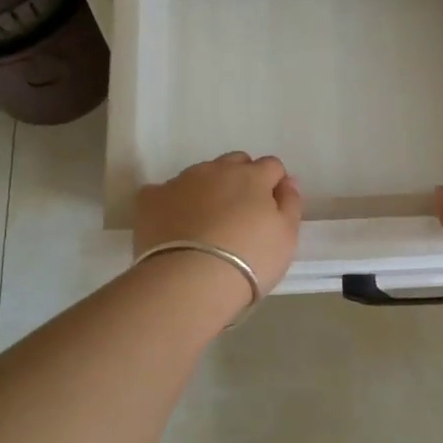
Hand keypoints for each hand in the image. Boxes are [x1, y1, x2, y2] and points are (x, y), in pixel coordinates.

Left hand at [134, 152, 302, 295]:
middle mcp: (216, 170)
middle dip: (240, 179)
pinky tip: (172, 226)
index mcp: (252, 176)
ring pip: (199, 174)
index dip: (273, 185)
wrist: (191, 280)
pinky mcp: (151, 199)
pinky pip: (163, 191)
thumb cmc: (250, 260)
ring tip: (205, 224)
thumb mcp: (287, 237)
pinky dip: (171, 203)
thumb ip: (290, 203)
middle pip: (235, 162)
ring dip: (207, 189)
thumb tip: (287, 181)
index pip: (271, 166)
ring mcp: (181, 181)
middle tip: (239, 215)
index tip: (270, 209)